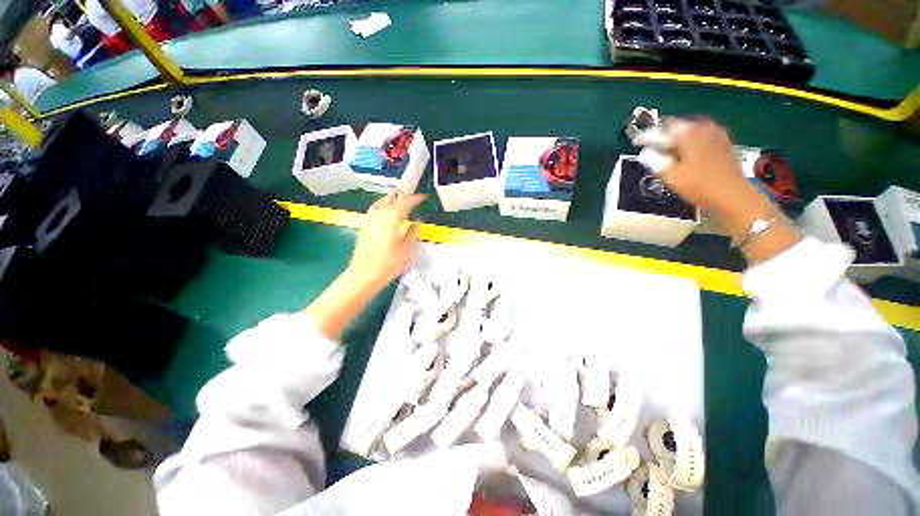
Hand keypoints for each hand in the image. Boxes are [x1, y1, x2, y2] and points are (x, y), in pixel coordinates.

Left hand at [348, 190, 424, 288]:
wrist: (365, 274)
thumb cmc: (389, 262)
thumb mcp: (407, 248)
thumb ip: (412, 232)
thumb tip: (416, 222)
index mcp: (392, 218)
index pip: (406, 203)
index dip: (416, 198)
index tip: (424, 196)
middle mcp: (381, 215)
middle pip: (393, 199)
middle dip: (403, 194)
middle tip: (413, 191)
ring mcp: (371, 219)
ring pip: (383, 201)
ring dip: (392, 197)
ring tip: (400, 194)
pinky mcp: (366, 225)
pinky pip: (376, 208)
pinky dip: (383, 203)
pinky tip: (385, 207)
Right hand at [659, 118, 799, 263]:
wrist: (731, 195)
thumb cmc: (698, 184)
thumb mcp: (668, 174)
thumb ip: (654, 160)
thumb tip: (646, 152)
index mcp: (688, 132)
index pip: (663, 128)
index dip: (649, 136)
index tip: (639, 143)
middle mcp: (704, 128)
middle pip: (679, 128)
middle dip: (666, 137)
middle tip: (653, 148)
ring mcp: (717, 135)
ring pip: (692, 134)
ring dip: (679, 142)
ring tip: (668, 153)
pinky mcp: (725, 145)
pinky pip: (702, 141)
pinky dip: (691, 146)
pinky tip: (686, 157)